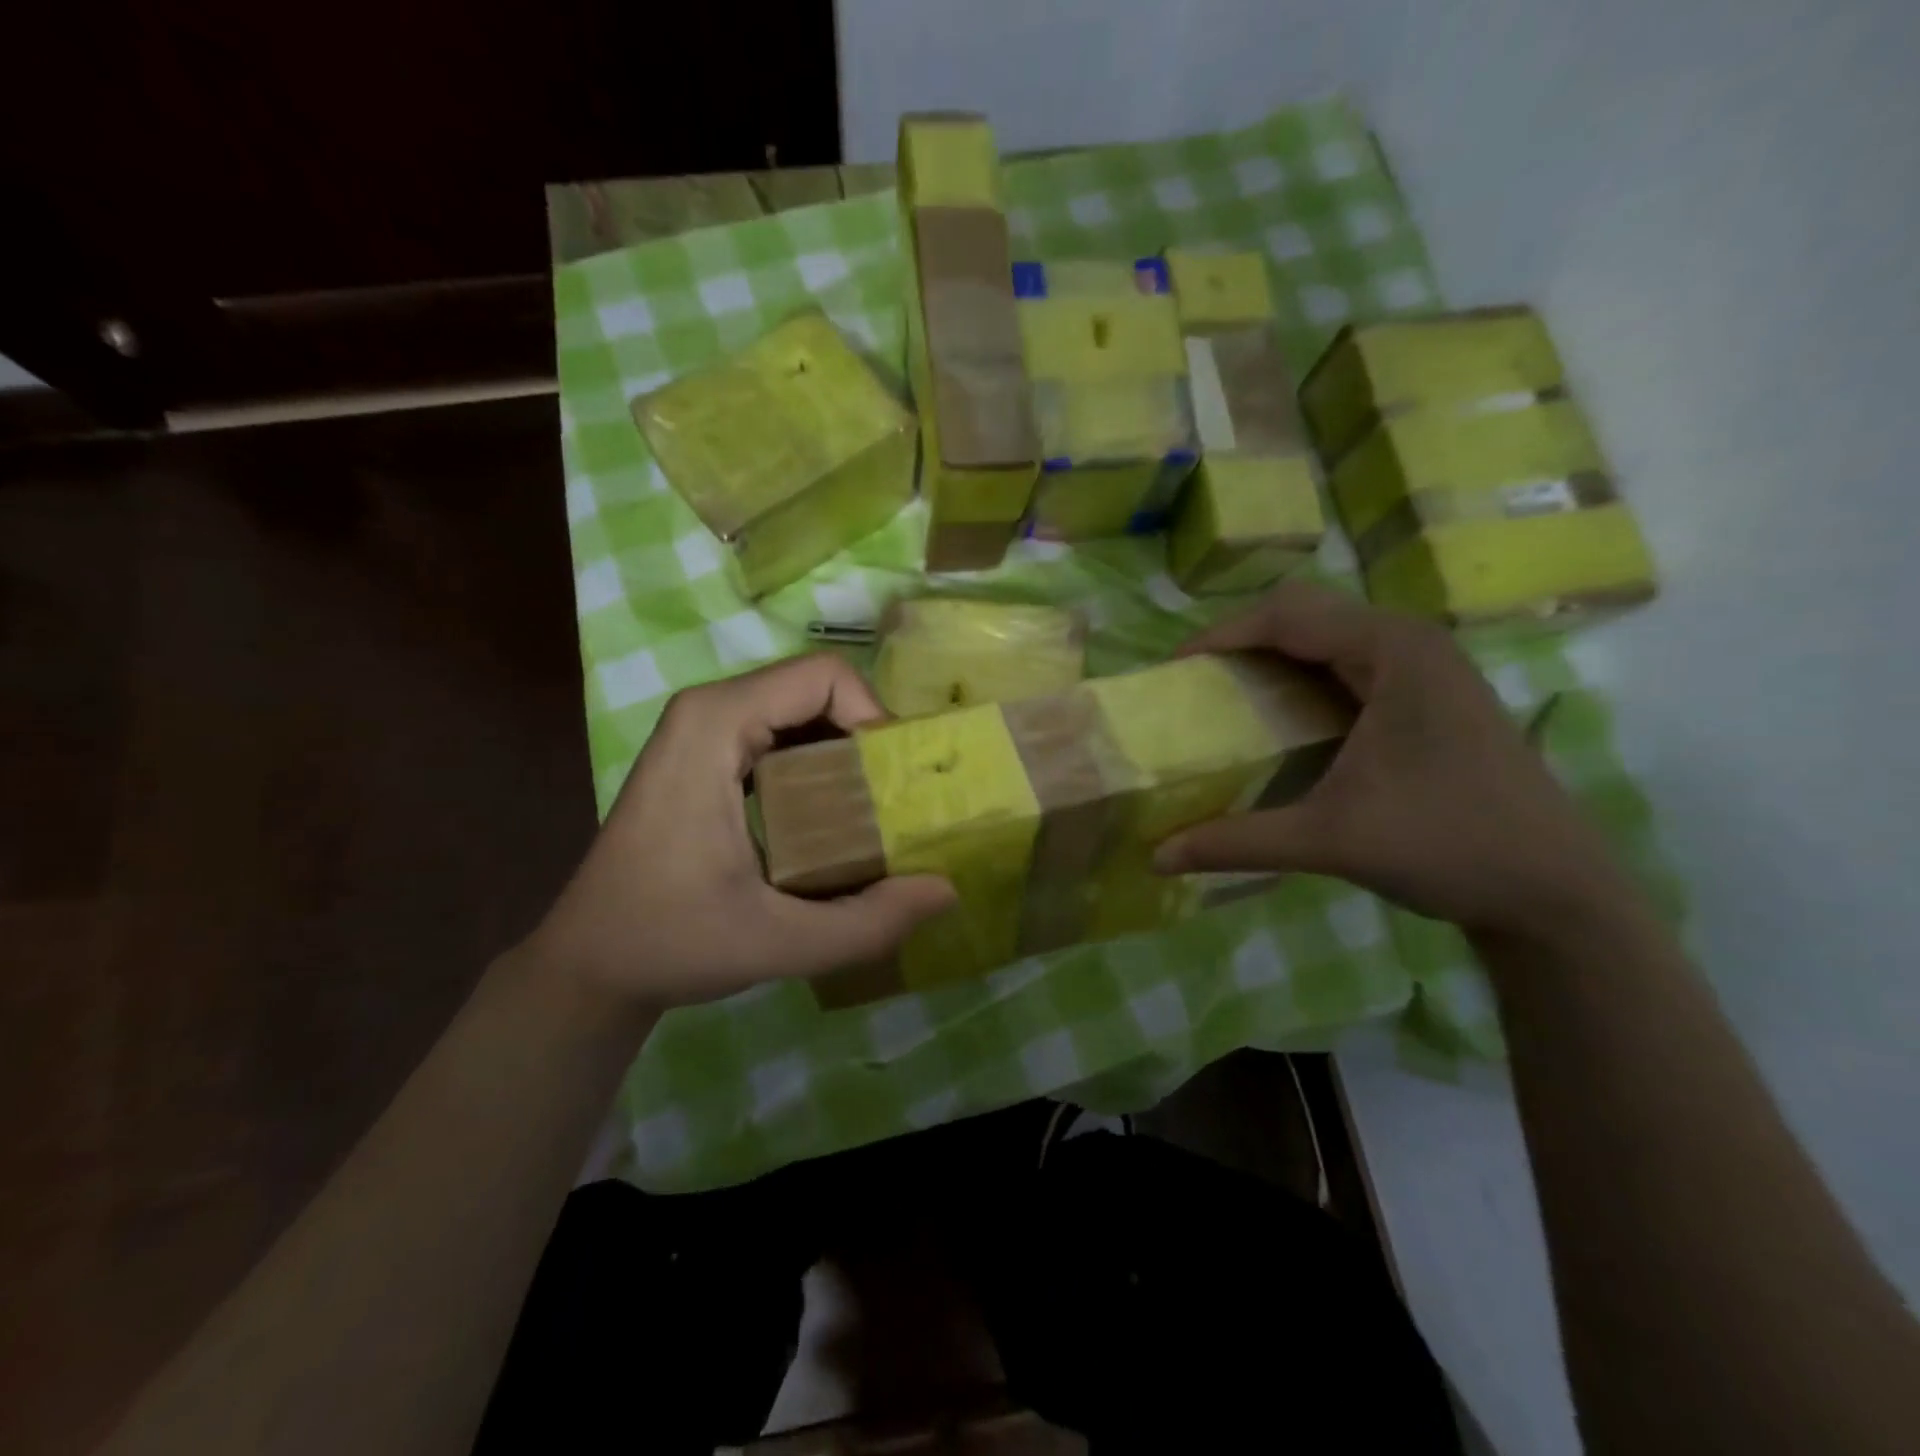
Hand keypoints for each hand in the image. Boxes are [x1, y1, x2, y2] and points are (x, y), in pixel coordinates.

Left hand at [525, 655, 955, 1007]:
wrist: (590, 965)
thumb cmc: (669, 942)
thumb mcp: (780, 943)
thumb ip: (869, 922)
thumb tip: (947, 891)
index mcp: (716, 724)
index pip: (825, 676)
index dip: (876, 717)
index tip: (898, 783)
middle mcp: (709, 709)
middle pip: (818, 689)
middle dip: (869, 738)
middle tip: (899, 802)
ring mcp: (702, 730)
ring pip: (802, 711)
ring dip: (848, 752)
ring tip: (876, 813)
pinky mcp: (704, 754)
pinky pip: (780, 734)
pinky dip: (820, 763)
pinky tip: (834, 818)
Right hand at [1153, 583, 1623, 933]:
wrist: (1555, 891)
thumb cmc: (1448, 846)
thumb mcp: (1330, 840)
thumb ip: (1237, 842)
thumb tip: (1157, 855)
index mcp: (1393, 651)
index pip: (1285, 614)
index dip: (1220, 635)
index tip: (1173, 671)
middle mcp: (1412, 642)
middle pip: (1305, 613)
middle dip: (1242, 640)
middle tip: (1198, 684)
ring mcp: (1427, 667)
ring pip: (1329, 636)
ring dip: (1273, 657)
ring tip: (1228, 696)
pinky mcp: (1431, 695)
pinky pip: (1350, 663)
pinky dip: (1303, 677)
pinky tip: (1283, 719)